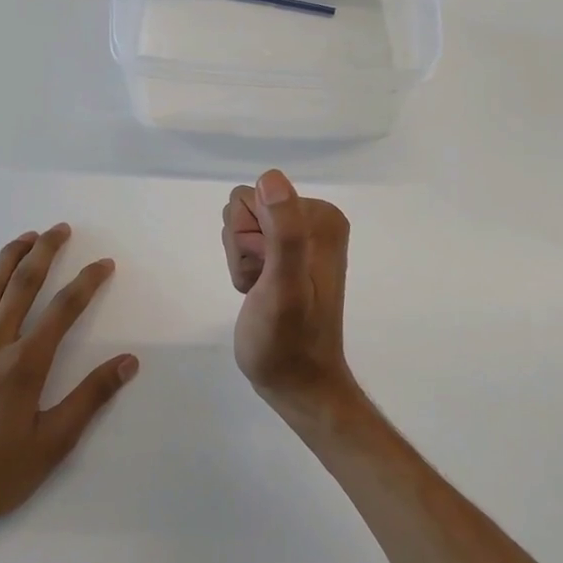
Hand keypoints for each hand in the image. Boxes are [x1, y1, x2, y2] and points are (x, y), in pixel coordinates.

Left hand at [0, 224, 136, 545]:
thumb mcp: (53, 444)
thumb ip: (91, 398)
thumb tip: (128, 362)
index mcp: (24, 365)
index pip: (64, 310)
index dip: (87, 282)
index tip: (104, 264)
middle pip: (22, 287)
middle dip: (45, 253)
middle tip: (60, 229)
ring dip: (7, 260)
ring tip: (25, 237)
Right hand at [222, 170, 360, 425]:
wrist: (297, 384)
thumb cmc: (287, 340)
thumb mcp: (283, 285)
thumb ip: (283, 232)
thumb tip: (271, 178)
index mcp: (321, 217)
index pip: (251, 197)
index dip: (247, 238)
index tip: (265, 271)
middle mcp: (314, 219)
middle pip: (244, 208)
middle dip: (242, 248)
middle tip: (262, 284)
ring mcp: (300, 237)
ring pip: (241, 226)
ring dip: (241, 261)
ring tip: (261, 291)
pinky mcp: (287, 255)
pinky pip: (246, 243)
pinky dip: (244, 269)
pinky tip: (258, 293)